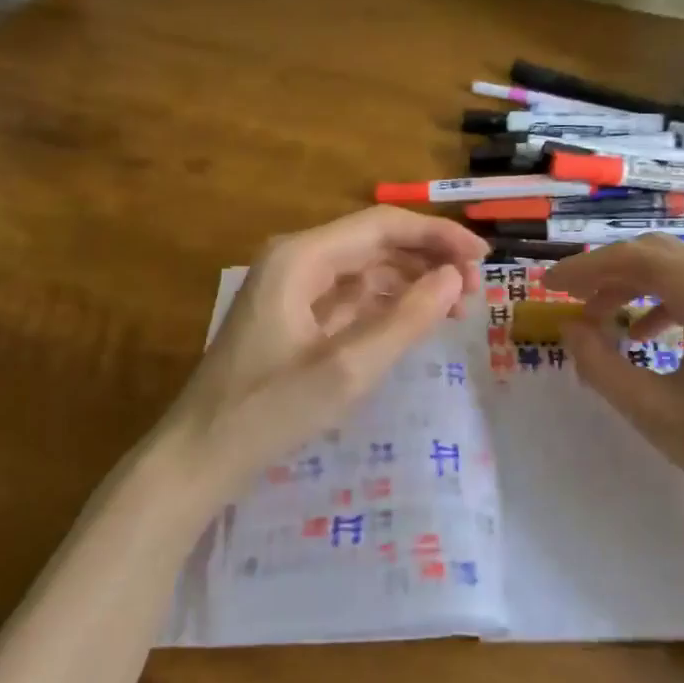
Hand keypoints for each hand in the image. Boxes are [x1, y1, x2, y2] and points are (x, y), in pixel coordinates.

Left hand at [151, 207, 488, 509]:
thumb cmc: (269, 411)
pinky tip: (415, 321)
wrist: (199, 456)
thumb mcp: (348, 369)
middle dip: (428, 259)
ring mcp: (292, 287)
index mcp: (301, 258)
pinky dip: (386, 304)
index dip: (438, 236)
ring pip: (366, 269)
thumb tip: (456, 278)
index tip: (484, 259)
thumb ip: (406, 320)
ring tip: (456, 307)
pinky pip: (350, 296)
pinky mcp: (293, 315)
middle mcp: (296, 260)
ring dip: (411, 282)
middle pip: (375, 242)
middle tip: (477, 290)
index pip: (383, 226)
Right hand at [545, 234, 683, 551]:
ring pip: (682, 273)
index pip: (632, 258)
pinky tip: (649, 336)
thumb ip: (600, 364)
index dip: (583, 268)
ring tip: (602, 319)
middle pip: (658, 255)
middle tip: (570, 298)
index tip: (547, 286)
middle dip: (608, 272)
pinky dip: (667, 304)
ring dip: (636, 288)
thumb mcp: (653, 410)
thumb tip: (570, 330)